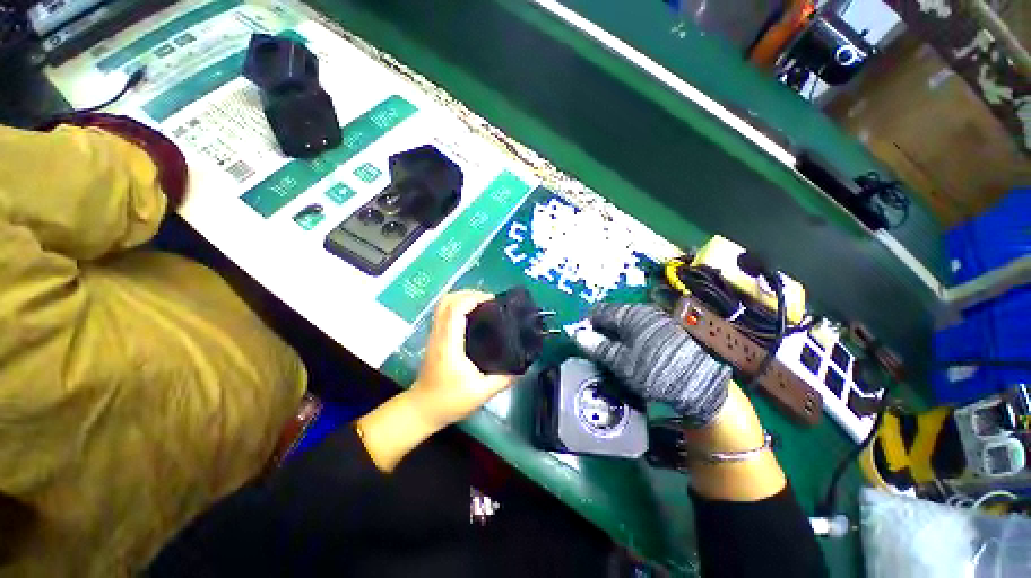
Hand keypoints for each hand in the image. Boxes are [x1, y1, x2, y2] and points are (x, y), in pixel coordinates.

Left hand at [410, 290, 515, 427]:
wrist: (422, 410)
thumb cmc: (449, 401)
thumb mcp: (481, 393)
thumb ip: (504, 379)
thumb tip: (521, 367)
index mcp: (449, 344)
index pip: (455, 309)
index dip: (473, 298)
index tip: (493, 300)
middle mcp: (439, 334)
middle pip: (447, 300)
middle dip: (469, 294)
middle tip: (490, 301)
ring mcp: (434, 335)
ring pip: (443, 304)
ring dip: (463, 298)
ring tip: (483, 305)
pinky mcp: (435, 338)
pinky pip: (444, 312)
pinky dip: (458, 306)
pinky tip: (473, 315)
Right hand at [573, 303, 730, 427]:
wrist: (707, 381)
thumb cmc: (657, 370)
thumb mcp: (622, 362)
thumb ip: (597, 346)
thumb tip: (576, 334)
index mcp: (628, 314)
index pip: (598, 312)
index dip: (587, 325)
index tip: (584, 341)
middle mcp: (643, 311)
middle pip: (614, 317)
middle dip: (604, 333)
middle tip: (601, 354)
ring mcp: (659, 318)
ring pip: (629, 324)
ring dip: (620, 338)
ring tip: (620, 358)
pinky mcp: (671, 329)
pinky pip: (644, 330)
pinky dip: (635, 341)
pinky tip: (639, 356)